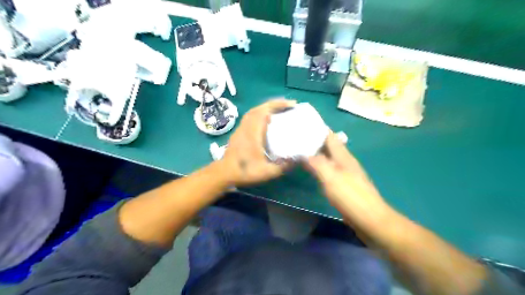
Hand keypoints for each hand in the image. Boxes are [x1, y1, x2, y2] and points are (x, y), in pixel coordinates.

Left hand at [219, 99, 297, 185]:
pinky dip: (260, 114)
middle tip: (288, 106)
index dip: (278, 105)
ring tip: (279, 112)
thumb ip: (283, 166)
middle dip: (275, 104)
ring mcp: (241, 128)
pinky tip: (267, 122)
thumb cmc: (245, 171)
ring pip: (254, 112)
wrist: (224, 173)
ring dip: (267, 108)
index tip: (291, 104)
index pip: (265, 111)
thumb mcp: (267, 172)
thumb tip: (298, 159)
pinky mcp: (239, 132)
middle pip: (260, 108)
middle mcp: (247, 126)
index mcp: (254, 132)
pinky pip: (250, 117)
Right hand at [307, 133, 386, 227]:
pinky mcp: (345, 185)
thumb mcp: (331, 177)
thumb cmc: (350, 196)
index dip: (318, 129)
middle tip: (297, 138)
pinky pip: (330, 170)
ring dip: (317, 153)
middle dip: (315, 140)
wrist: (370, 220)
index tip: (303, 125)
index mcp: (343, 156)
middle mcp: (346, 162)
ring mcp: (347, 173)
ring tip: (301, 151)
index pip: (330, 136)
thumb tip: (303, 153)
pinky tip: (312, 170)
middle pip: (330, 146)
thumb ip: (317, 163)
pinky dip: (320, 166)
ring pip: (329, 158)